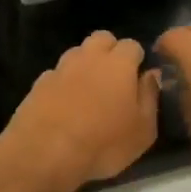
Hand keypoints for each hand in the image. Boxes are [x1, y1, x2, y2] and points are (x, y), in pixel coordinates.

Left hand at [2, 31, 160, 191]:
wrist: (44, 153)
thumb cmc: (103, 143)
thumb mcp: (143, 130)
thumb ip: (150, 97)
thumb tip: (152, 74)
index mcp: (118, 64)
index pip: (132, 45)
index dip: (137, 59)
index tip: (138, 78)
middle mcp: (88, 58)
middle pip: (101, 38)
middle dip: (110, 51)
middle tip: (114, 79)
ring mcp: (60, 69)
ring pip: (76, 53)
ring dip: (85, 64)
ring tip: (88, 91)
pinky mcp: (38, 84)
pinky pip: (56, 74)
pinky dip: (63, 83)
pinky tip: (64, 105)